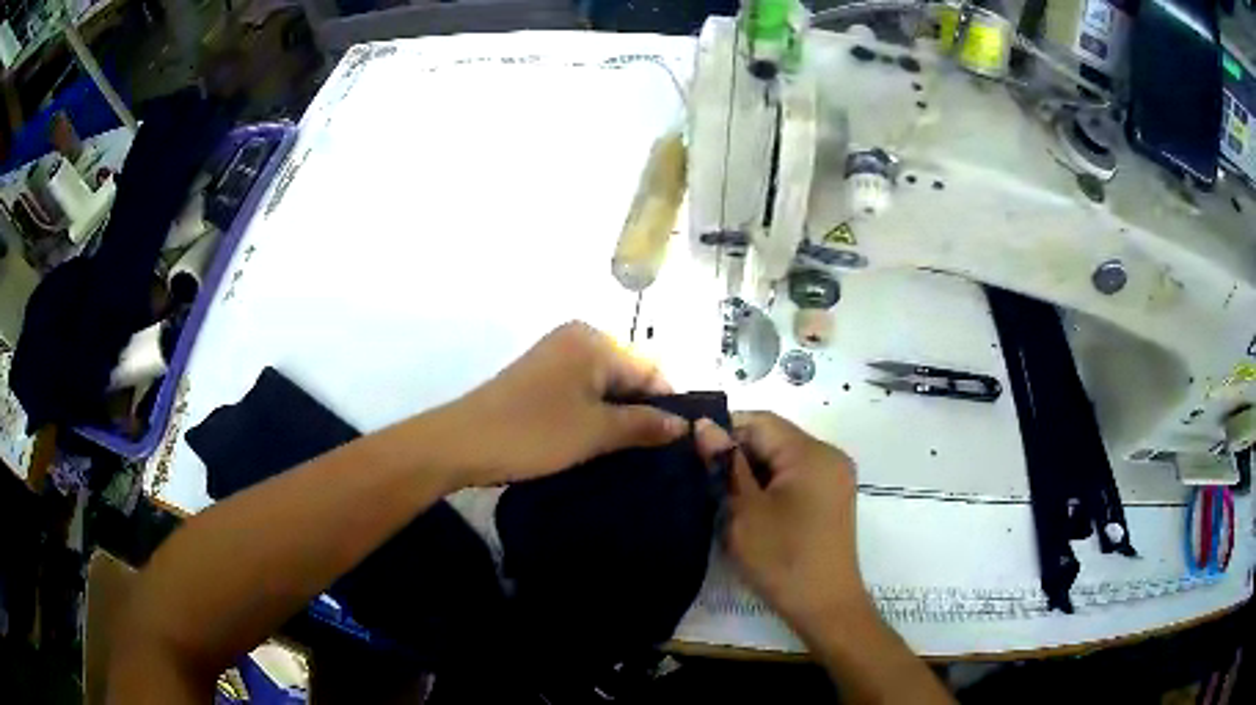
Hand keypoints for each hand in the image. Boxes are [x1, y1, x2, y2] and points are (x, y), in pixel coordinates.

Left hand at [430, 321, 687, 486]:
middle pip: (629, 375)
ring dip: (620, 416)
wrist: (461, 443)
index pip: (652, 369)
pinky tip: (601, 443)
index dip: (669, 405)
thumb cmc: (533, 433)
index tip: (680, 444)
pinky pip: (583, 391)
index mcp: (595, 341)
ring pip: (606, 386)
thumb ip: (644, 425)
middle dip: (644, 411)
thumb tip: (682, 425)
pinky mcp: (540, 377)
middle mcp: (577, 338)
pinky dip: (596, 414)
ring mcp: (556, 356)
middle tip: (657, 454)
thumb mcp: (596, 432)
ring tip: (631, 453)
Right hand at [695, 412, 869, 629]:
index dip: (725, 432)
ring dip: (753, 471)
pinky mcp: (832, 497)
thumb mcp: (745, 511)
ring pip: (783, 458)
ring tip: (723, 495)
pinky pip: (796, 476)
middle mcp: (829, 455)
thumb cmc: (782, 558)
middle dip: (738, 454)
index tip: (694, 454)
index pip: (760, 421)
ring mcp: (834, 477)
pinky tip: (750, 508)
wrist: (825, 605)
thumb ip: (725, 464)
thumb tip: (704, 424)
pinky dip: (771, 485)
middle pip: (774, 438)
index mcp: (811, 452)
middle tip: (705, 479)